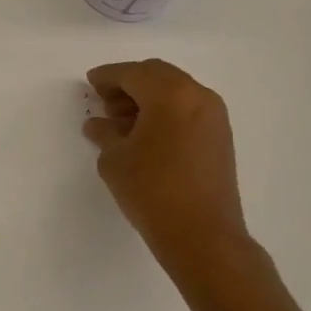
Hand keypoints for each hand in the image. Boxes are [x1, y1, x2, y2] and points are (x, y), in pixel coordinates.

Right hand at [83, 60, 252, 278]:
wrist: (203, 236)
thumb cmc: (152, 190)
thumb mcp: (114, 158)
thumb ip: (104, 132)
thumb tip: (99, 124)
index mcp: (170, 93)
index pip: (131, 73)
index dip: (107, 77)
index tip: (90, 83)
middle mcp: (197, 95)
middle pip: (156, 75)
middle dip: (128, 84)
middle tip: (105, 102)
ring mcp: (214, 116)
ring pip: (175, 91)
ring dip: (148, 98)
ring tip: (123, 123)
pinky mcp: (221, 137)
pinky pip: (188, 109)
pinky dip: (166, 112)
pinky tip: (147, 135)